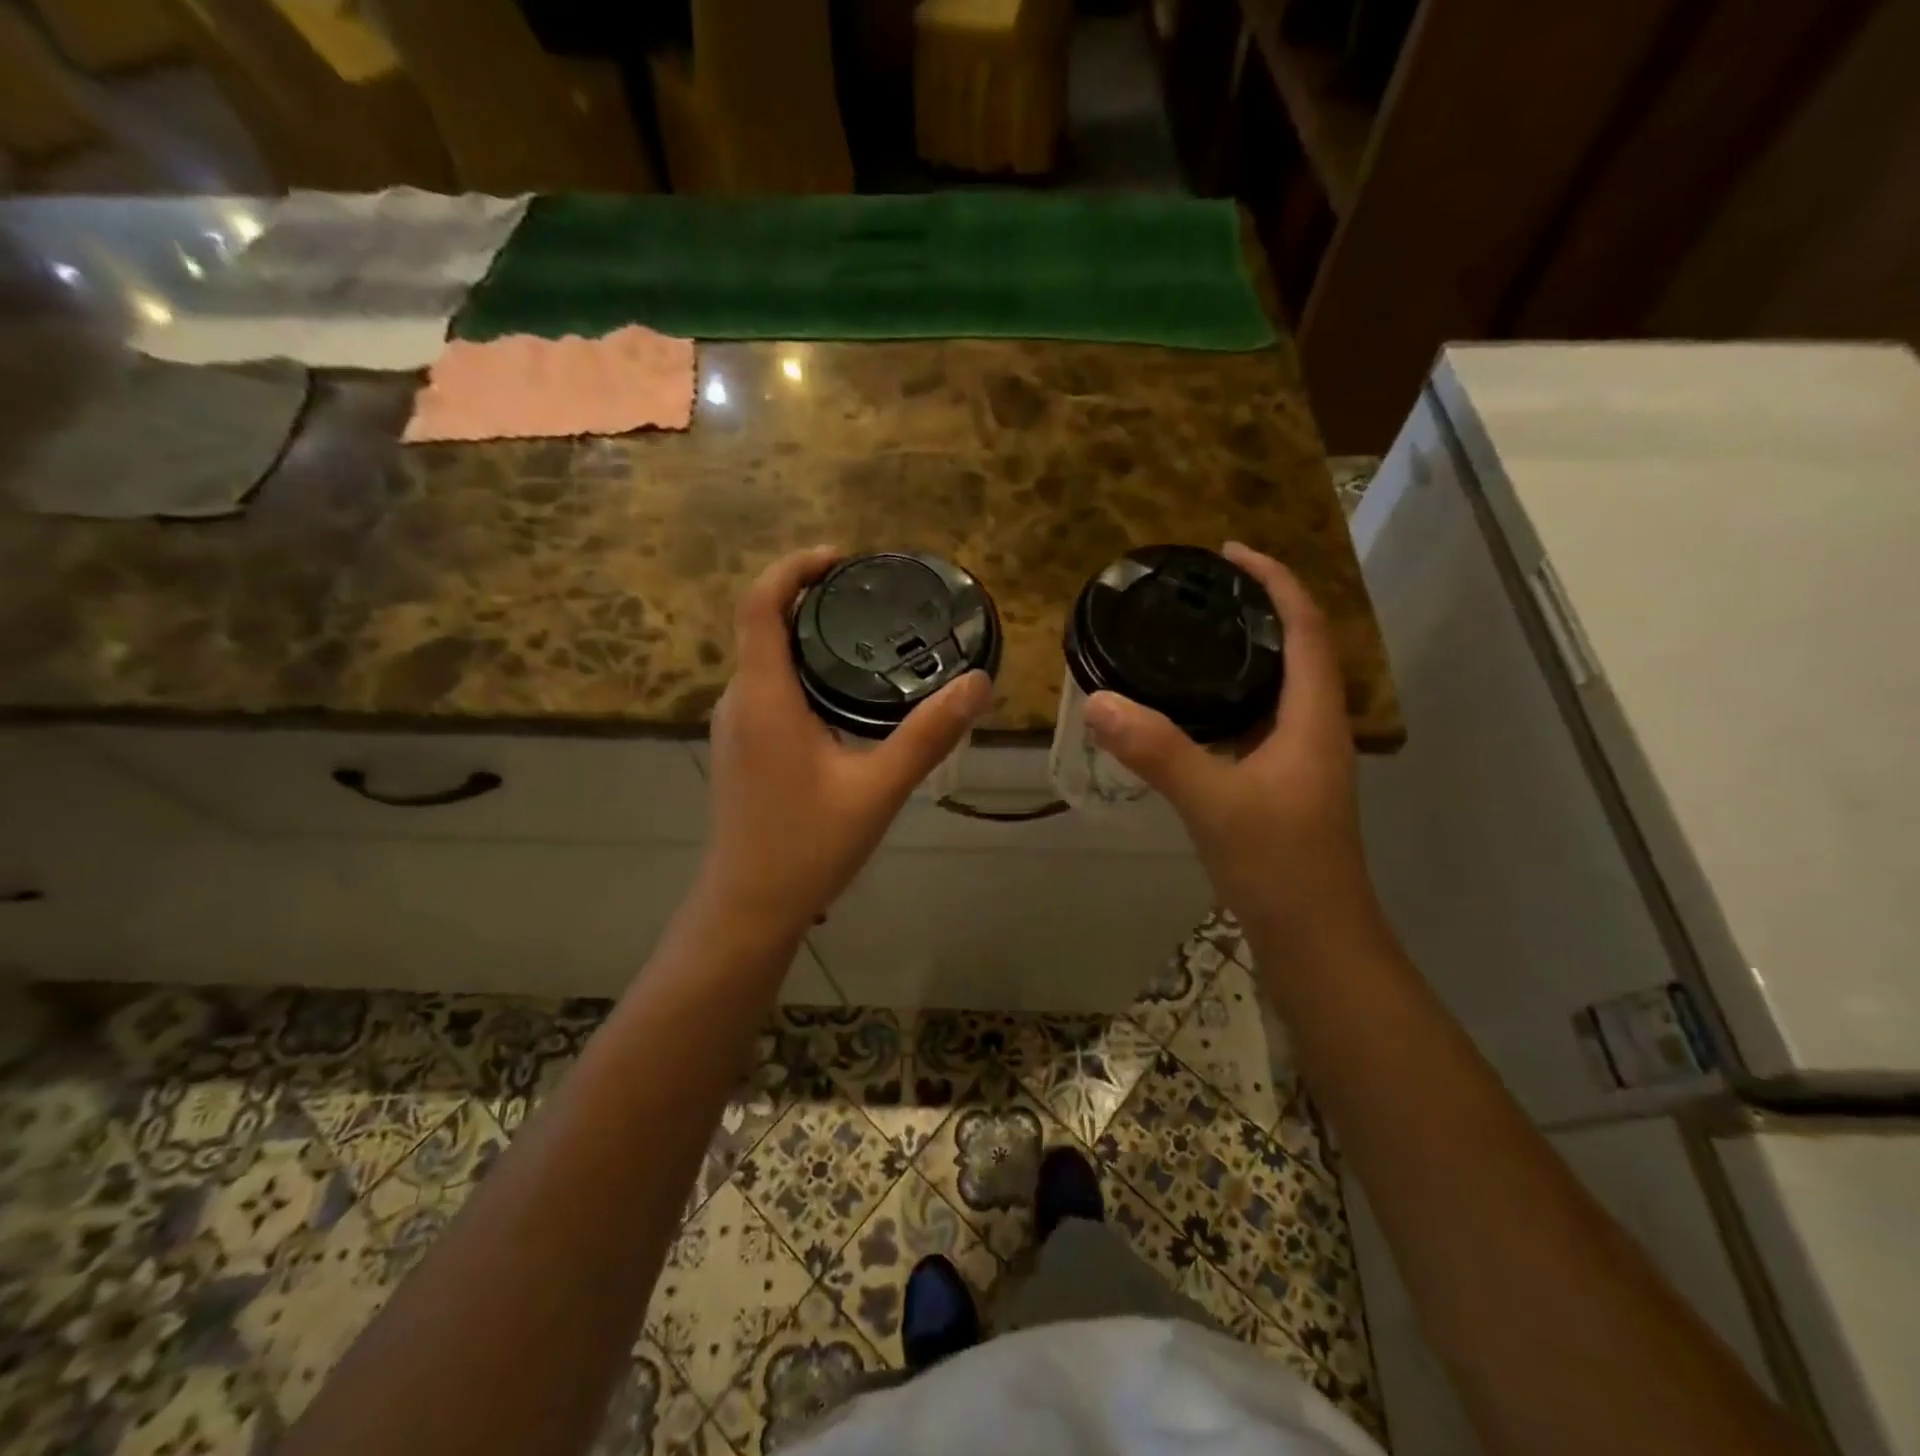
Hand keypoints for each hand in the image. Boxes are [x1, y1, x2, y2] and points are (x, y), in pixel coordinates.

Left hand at [700, 546, 991, 941]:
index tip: (842, 559)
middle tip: (871, 598)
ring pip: (765, 661)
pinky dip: (800, 672)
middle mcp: (738, 701)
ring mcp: (734, 727)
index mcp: (764, 697)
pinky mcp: (740, 749)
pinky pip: (767, 689)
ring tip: (866, 638)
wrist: (748, 908)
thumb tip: (977, 683)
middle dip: (810, 599)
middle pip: (762, 626)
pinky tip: (843, 696)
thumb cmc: (807, 847)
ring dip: (806, 637)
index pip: (759, 604)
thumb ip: (927, 734)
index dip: (794, 568)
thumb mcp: (878, 789)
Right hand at [1084, 542, 1377, 953]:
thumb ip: (1157, 750)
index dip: (1276, 581)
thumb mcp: (1213, 802)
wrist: (1314, 939)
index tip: (1229, 552)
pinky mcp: (1280, 784)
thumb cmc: (1279, 865)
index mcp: (1313, 718)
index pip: (1305, 627)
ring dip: (1242, 654)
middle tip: (1199, 592)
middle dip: (1256, 609)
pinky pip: (1256, 721)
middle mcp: (1313, 729)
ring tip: (1189, 637)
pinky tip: (1187, 708)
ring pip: (1275, 688)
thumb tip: (1097, 700)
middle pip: (1296, 649)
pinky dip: (1227, 698)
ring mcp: (1299, 759)